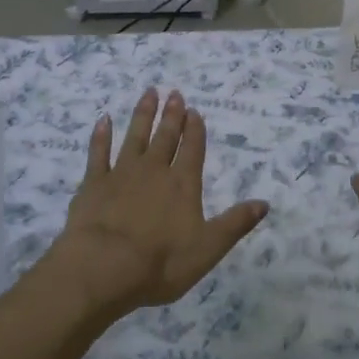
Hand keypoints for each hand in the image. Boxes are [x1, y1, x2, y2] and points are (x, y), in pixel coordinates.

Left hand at [39, 89, 268, 318]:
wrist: (103, 266)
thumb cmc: (161, 262)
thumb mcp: (208, 248)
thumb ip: (235, 223)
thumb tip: (264, 203)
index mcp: (183, 185)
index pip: (192, 150)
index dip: (195, 130)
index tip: (195, 110)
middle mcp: (154, 171)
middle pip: (165, 137)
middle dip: (172, 115)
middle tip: (175, 93)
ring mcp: (121, 173)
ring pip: (135, 136)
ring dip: (143, 114)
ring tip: (149, 93)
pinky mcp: (94, 183)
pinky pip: (98, 152)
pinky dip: (101, 135)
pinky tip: (103, 119)